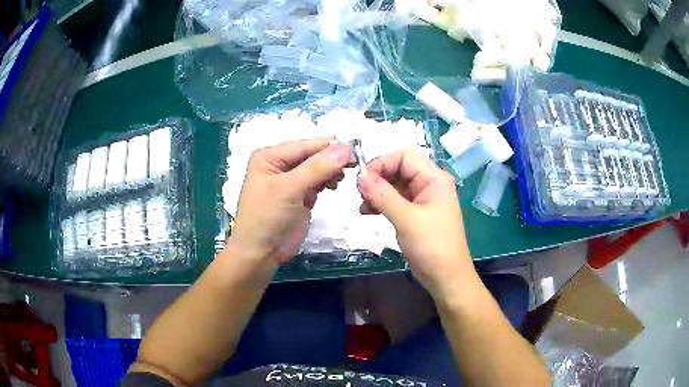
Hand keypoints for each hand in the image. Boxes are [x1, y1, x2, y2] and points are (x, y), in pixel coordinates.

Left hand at [225, 137, 352, 271]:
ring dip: (331, 171)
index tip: (354, 149)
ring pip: (317, 168)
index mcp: (270, 156)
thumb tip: (344, 149)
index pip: (304, 145)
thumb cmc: (267, 217)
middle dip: (331, 159)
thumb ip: (317, 168)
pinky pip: (317, 182)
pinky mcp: (300, 196)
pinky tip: (334, 185)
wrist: (261, 253)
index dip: (328, 146)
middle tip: (354, 163)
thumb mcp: (289, 189)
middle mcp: (279, 164)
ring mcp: (290, 181)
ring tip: (341, 179)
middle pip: (311, 155)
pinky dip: (327, 182)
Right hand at [357, 149, 475, 297]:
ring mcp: (423, 200)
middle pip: (398, 169)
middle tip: (359, 194)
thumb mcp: (406, 219)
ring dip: (377, 192)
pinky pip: (396, 201)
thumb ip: (382, 195)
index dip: (382, 163)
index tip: (362, 179)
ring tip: (362, 206)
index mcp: (434, 179)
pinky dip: (381, 204)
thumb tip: (360, 176)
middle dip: (378, 178)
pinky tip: (368, 212)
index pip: (404, 157)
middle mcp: (429, 184)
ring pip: (395, 185)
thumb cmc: (432, 246)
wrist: (446, 278)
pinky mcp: (416, 214)